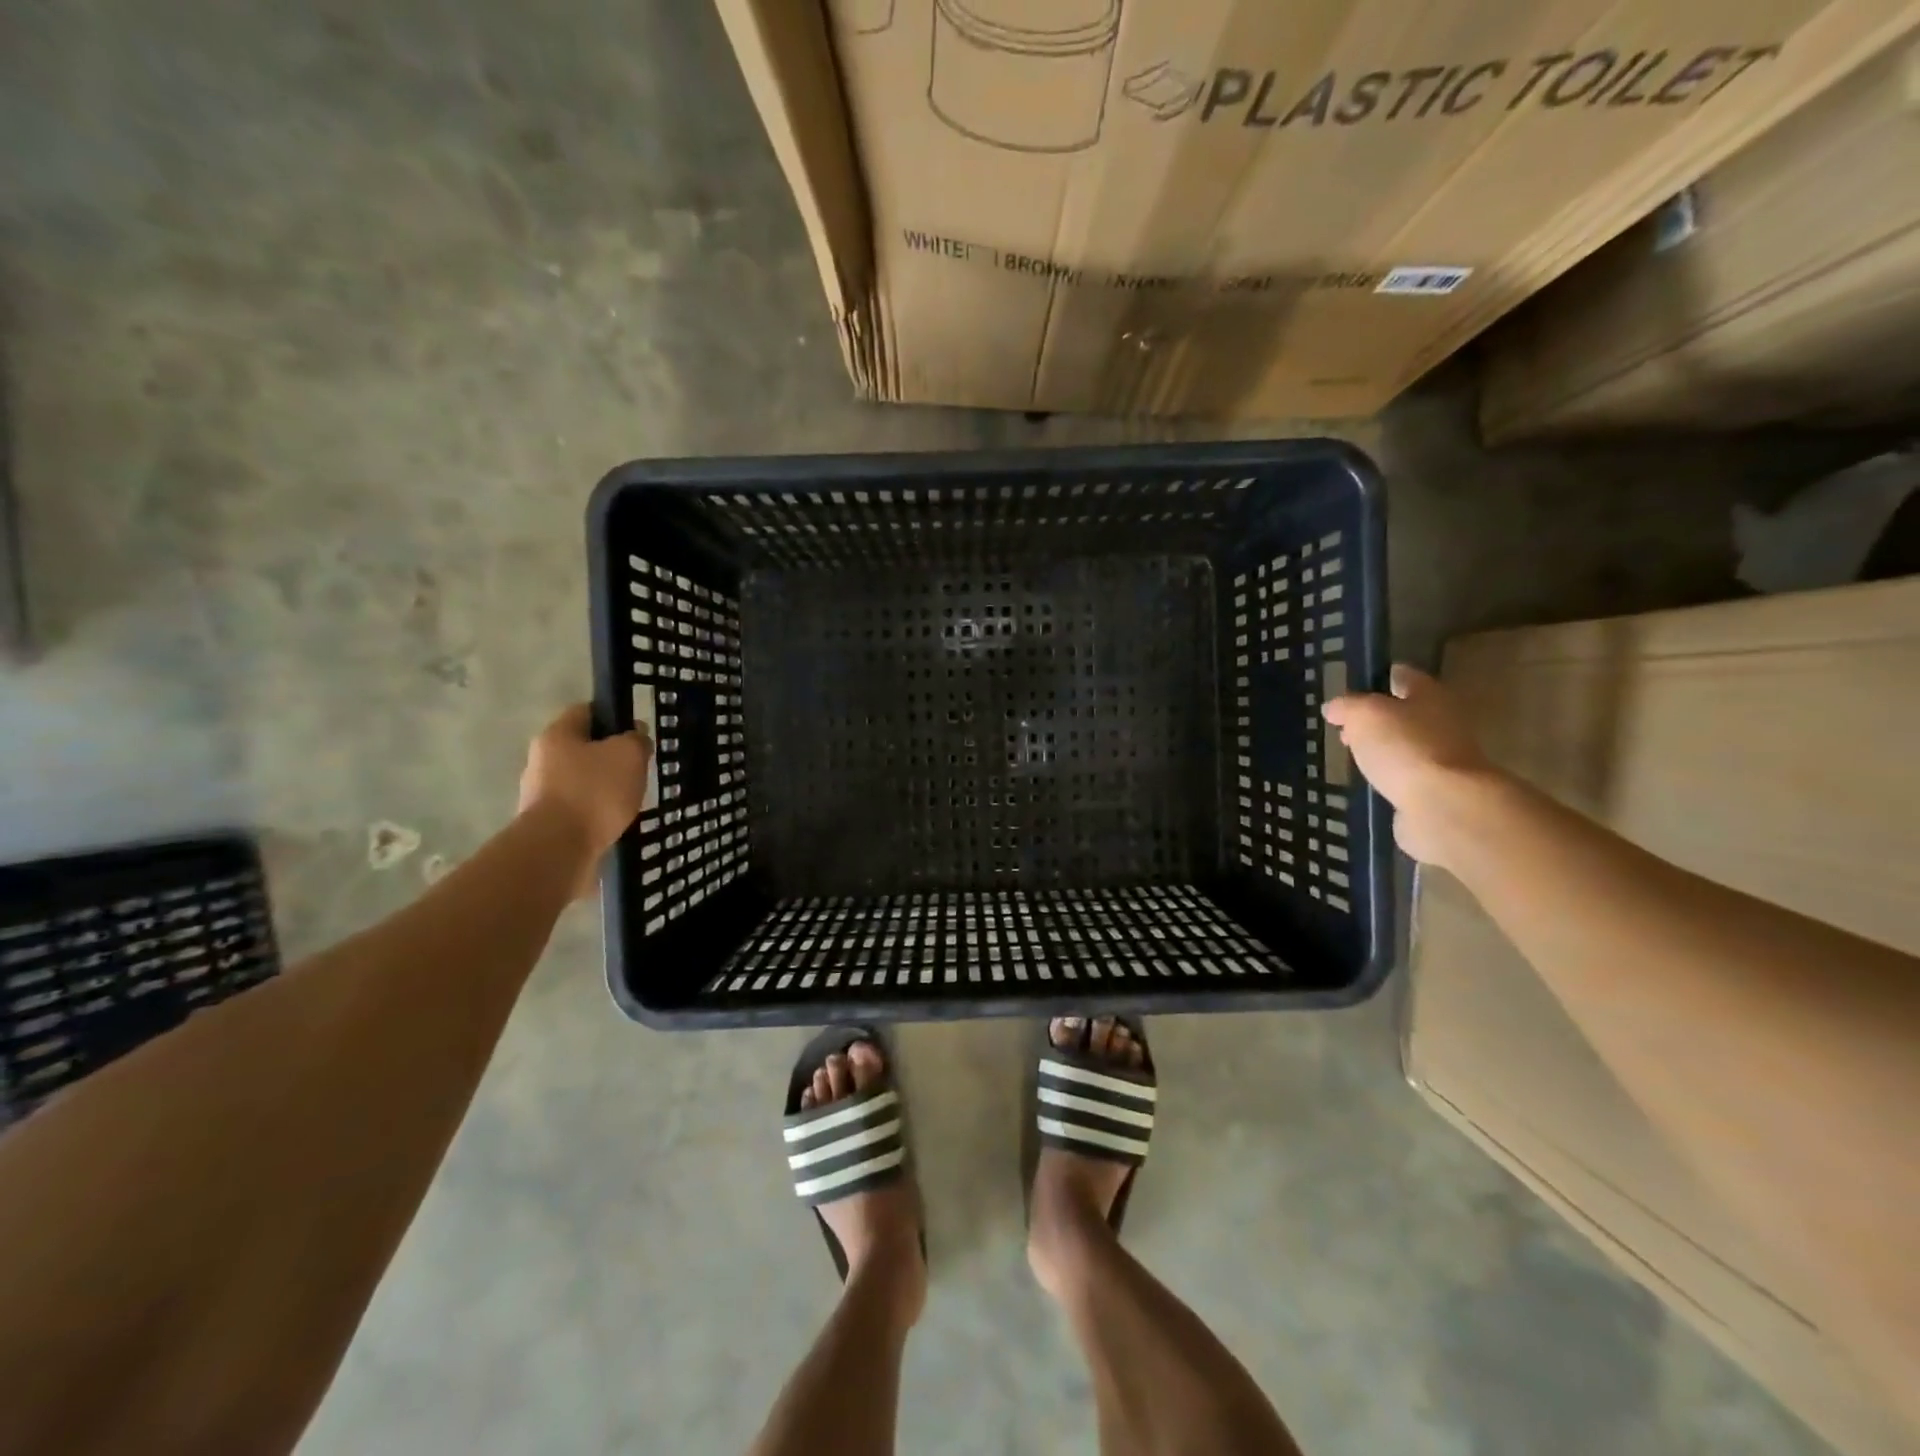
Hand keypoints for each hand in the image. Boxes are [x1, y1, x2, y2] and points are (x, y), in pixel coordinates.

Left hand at [517, 704, 652, 897]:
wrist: (559, 849)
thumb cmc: (594, 792)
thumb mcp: (629, 755)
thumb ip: (636, 739)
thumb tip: (635, 736)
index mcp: (557, 735)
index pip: (586, 711)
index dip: (614, 716)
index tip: (637, 732)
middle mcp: (541, 760)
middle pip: (582, 748)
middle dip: (611, 756)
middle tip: (639, 768)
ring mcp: (540, 794)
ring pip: (581, 780)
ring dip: (605, 787)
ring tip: (631, 798)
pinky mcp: (547, 823)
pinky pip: (579, 808)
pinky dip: (597, 812)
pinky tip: (615, 821)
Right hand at [1322, 665, 1498, 867]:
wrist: (1443, 804)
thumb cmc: (1404, 747)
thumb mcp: (1364, 715)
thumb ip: (1346, 707)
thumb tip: (1333, 707)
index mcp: (1430, 694)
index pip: (1402, 675)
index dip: (1377, 678)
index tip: (1352, 689)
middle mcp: (1443, 721)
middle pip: (1405, 712)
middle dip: (1376, 718)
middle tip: (1345, 729)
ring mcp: (1443, 757)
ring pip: (1406, 744)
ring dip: (1383, 748)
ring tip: (1354, 757)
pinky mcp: (1438, 789)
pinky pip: (1409, 774)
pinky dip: (1391, 775)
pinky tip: (1372, 781)